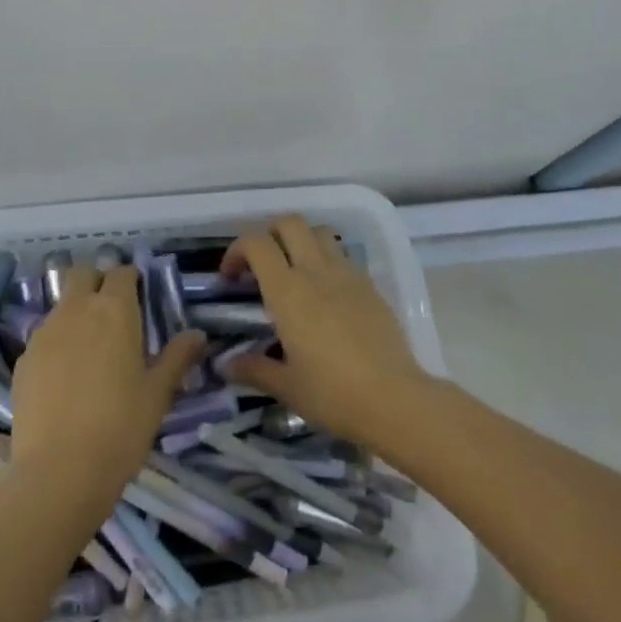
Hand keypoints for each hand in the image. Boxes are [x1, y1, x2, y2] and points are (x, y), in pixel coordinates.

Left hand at [9, 264, 204, 516]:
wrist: (59, 472)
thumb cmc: (120, 427)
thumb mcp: (158, 393)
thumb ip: (177, 357)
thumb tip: (198, 334)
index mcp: (114, 310)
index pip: (121, 272)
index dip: (130, 278)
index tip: (139, 294)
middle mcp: (76, 309)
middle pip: (83, 274)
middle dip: (97, 281)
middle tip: (112, 309)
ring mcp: (45, 332)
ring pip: (61, 304)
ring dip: (76, 310)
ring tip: (89, 346)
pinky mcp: (23, 359)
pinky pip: (44, 336)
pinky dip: (57, 341)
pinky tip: (65, 375)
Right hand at [220, 215, 429, 446]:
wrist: (395, 399)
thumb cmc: (332, 394)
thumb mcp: (287, 387)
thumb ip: (253, 369)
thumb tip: (226, 364)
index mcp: (287, 291)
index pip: (257, 244)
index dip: (237, 250)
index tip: (231, 277)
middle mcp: (315, 271)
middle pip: (289, 222)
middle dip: (269, 233)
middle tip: (261, 264)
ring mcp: (347, 274)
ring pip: (319, 232)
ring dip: (300, 240)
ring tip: (294, 271)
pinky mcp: (370, 285)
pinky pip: (342, 256)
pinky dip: (326, 260)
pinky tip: (326, 294)